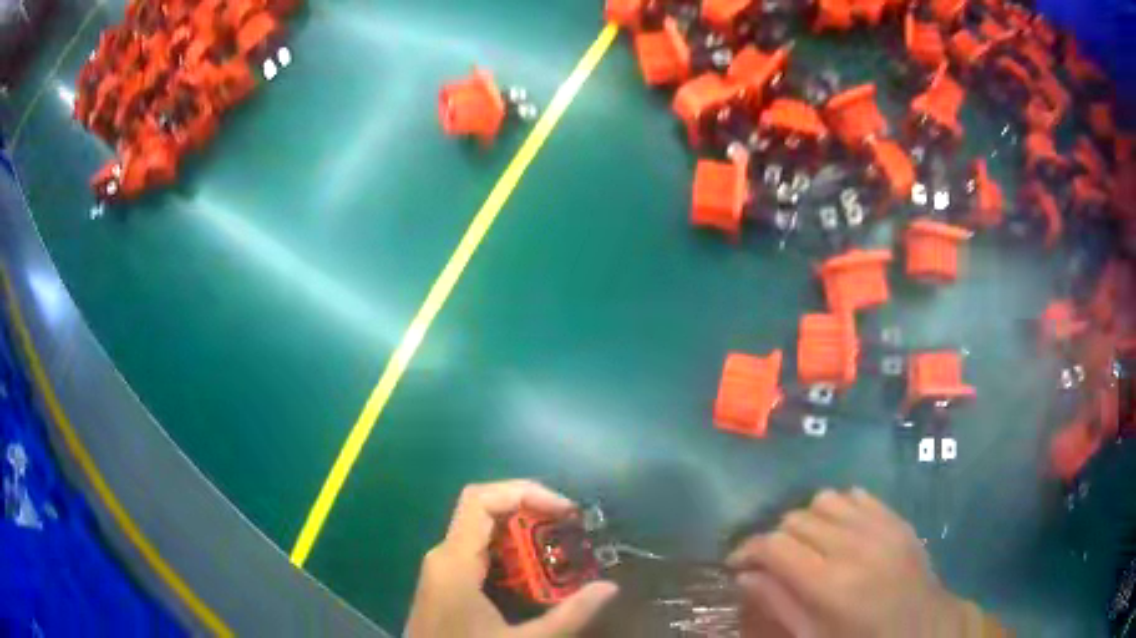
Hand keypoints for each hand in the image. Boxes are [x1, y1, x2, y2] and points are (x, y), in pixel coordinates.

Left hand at [405, 480, 618, 637]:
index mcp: (454, 561)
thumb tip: (610, 587)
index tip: (566, 512)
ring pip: (483, 531)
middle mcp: (444, 555)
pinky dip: (511, 553)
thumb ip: (567, 616)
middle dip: (532, 513)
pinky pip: (479, 552)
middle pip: (485, 510)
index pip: (481, 499)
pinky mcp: (447, 582)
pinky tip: (537, 576)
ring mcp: (442, 569)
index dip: (525, 492)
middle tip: (574, 531)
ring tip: (564, 550)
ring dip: (524, 534)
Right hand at [727, 488, 975, 637]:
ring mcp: (879, 527)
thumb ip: (778, 604)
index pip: (774, 546)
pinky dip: (839, 509)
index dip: (747, 549)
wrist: (921, 628)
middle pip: (797, 519)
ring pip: (824, 499)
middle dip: (776, 538)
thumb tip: (745, 576)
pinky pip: (857, 495)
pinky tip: (839, 532)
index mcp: (829, 585)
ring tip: (808, 544)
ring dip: (808, 520)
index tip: (737, 562)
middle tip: (775, 561)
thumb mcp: (813, 637)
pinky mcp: (896, 518)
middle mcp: (853, 546)